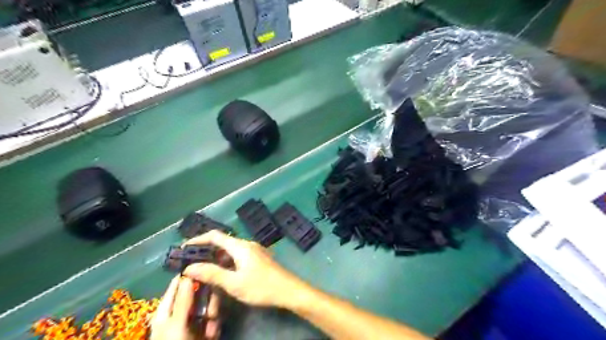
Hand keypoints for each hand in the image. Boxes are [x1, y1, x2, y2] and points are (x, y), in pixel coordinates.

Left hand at [151, 277, 220, 339]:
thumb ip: (183, 300)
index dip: (190, 273)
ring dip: (212, 313)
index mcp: (166, 310)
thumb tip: (188, 273)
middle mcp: (180, 312)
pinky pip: (213, 319)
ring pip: (207, 305)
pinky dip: (214, 324)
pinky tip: (213, 333)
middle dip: (207, 297)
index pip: (177, 285)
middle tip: (214, 303)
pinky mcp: (204, 330)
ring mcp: (193, 322)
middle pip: (196, 294)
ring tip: (212, 326)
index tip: (207, 262)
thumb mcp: (176, 325)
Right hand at [181, 231, 308, 307]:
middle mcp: (247, 244)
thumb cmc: (261, 286)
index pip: (215, 236)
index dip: (198, 239)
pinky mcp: (259, 258)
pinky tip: (223, 274)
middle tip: (191, 263)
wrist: (288, 290)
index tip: (184, 248)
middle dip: (206, 251)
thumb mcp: (234, 283)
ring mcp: (255, 250)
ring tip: (204, 271)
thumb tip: (189, 267)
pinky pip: (238, 256)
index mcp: (240, 246)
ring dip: (217, 258)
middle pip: (223, 243)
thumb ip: (212, 274)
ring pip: (231, 251)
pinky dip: (227, 262)